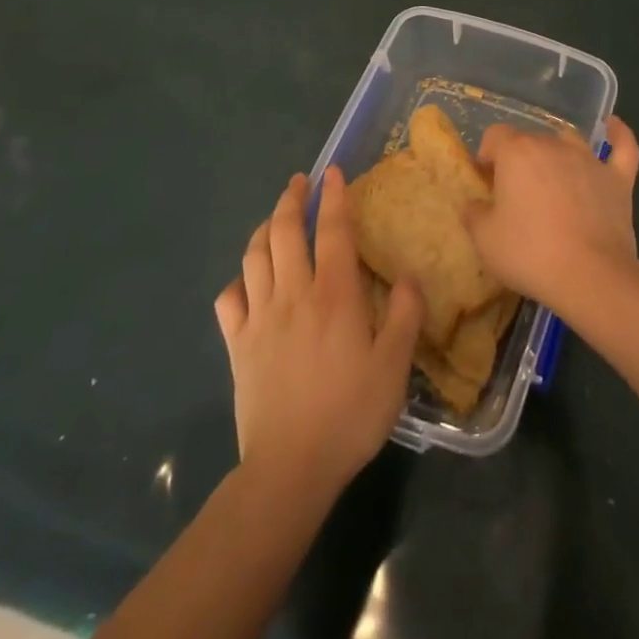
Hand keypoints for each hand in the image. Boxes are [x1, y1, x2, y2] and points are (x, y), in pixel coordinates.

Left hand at [214, 167, 423, 497]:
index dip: (334, 197)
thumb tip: (410, 274)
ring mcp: (259, 317)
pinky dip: (237, 281)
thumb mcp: (395, 366)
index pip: (333, 231)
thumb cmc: (350, 413)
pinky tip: (247, 281)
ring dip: (265, 229)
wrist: (290, 467)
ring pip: (254, 256)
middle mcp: (293, 294)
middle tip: (300, 182)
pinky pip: (229, 299)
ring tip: (275, 218)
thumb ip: (406, 315)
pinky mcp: (237, 344)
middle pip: (284, 231)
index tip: (332, 171)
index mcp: (334, 295)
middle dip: (292, 199)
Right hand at [467, 116, 638, 315]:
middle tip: (515, 195)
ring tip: (551, 179)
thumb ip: (474, 214)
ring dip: (556, 153)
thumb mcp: (485, 240)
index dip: (487, 156)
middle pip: (530, 140)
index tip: (487, 183)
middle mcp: (553, 146)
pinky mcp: (618, 180)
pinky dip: (618, 134)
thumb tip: (475, 203)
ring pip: (568, 141)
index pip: (495, 136)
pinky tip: (612, 125)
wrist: (590, 276)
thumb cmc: (530, 254)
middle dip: (519, 160)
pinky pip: (623, 147)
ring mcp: (589, 160)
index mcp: (517, 153)